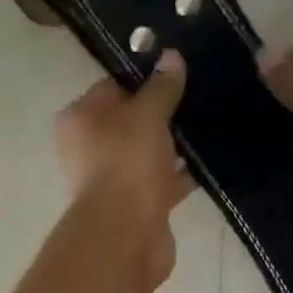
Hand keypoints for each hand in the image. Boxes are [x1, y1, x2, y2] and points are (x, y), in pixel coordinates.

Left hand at [56, 49, 192, 286]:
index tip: (179, 71)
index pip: (113, 87)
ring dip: (175, 145)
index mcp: (80, 119)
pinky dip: (181, 174)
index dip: (145, 77)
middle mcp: (90, 149)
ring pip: (149, 153)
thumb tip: (172, 57)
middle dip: (164, 112)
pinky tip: (210, 160)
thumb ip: (162, 87)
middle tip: (201, 95)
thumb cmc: (127, 164)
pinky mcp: (136, 206)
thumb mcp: (147, 114)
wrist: (127, 235)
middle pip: (131, 121)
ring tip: (212, 123)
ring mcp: (113, 180)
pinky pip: (162, 182)